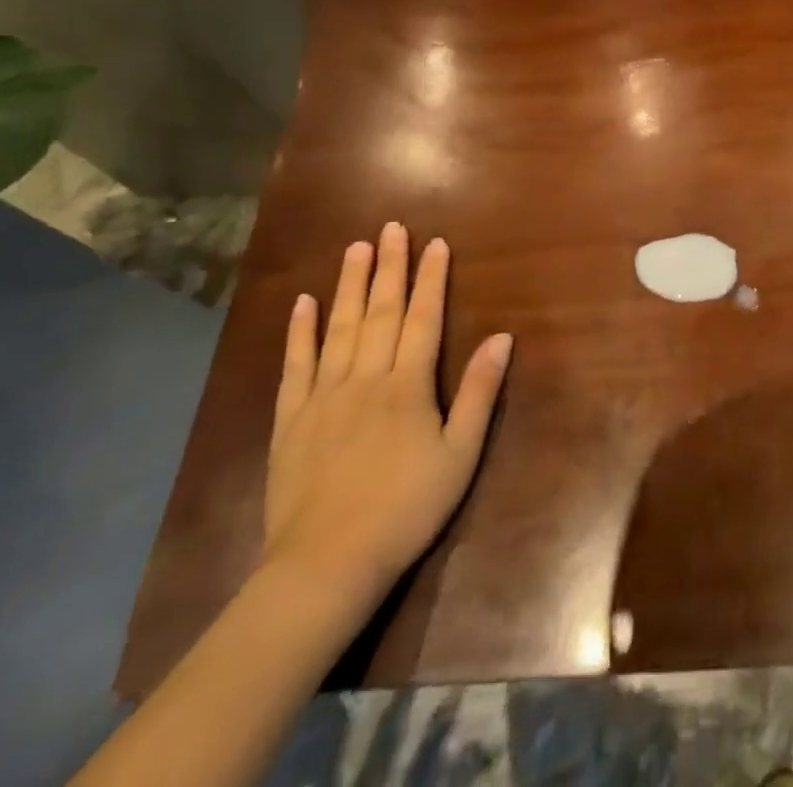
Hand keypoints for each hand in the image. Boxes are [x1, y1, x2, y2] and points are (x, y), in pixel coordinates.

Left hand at [262, 223, 511, 601]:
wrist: (325, 565)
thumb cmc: (405, 508)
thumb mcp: (459, 454)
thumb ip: (478, 392)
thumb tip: (501, 337)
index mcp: (407, 385)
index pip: (422, 318)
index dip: (431, 279)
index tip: (435, 243)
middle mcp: (365, 378)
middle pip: (380, 312)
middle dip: (389, 267)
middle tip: (391, 228)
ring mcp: (323, 396)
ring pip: (339, 328)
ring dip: (349, 285)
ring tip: (355, 248)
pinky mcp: (291, 419)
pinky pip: (296, 365)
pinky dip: (300, 332)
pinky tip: (303, 303)